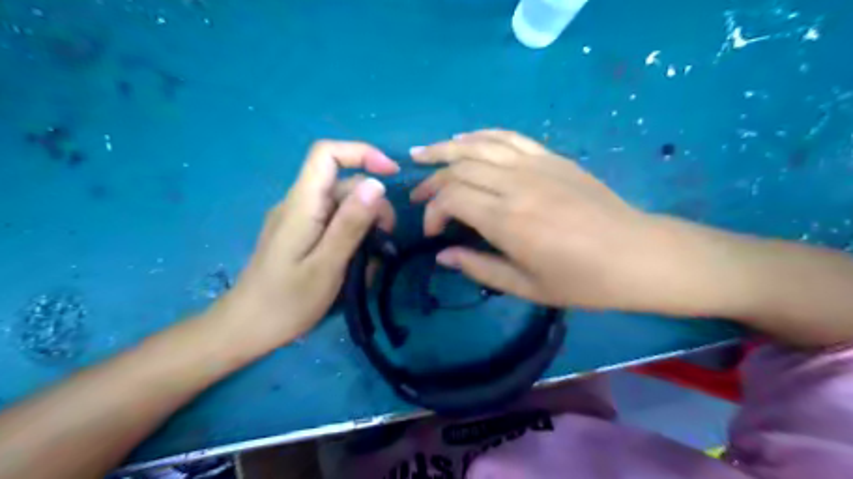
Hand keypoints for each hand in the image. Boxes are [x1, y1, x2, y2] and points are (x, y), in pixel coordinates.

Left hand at [214, 139, 400, 345]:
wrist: (245, 329)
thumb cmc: (286, 302)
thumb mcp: (326, 265)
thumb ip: (350, 224)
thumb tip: (377, 184)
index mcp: (301, 204)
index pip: (327, 154)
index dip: (361, 153)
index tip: (391, 174)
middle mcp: (298, 204)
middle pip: (343, 184)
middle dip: (372, 206)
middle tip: (385, 242)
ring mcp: (298, 219)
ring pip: (342, 205)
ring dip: (365, 227)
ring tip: (371, 261)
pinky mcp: (301, 234)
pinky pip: (333, 223)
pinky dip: (352, 237)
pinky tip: (356, 263)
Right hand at [412, 129, 725, 314]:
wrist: (636, 254)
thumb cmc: (582, 280)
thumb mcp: (526, 286)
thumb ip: (478, 268)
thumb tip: (442, 256)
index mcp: (508, 220)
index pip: (452, 198)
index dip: (433, 211)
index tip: (434, 233)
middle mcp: (516, 185)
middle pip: (459, 168)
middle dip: (431, 181)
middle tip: (418, 196)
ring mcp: (535, 165)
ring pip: (477, 145)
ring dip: (445, 148)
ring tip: (422, 154)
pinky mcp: (551, 157)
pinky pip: (508, 137)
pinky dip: (480, 136)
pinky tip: (463, 139)